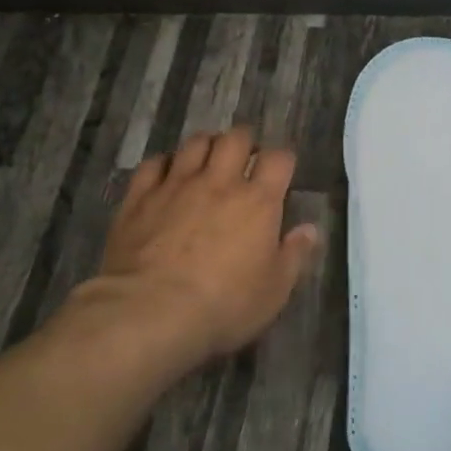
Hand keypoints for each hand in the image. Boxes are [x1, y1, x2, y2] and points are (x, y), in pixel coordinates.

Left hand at [78, 127, 318, 369]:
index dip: (283, 160)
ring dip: (206, 145)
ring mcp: (177, 185)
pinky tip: (167, 174)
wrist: (151, 311)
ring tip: (208, 160)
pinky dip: (164, 163)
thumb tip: (310, 229)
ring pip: (195, 143)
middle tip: (245, 158)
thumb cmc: (224, 304)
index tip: (282, 171)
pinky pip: (153, 163)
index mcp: (258, 201)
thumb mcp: (275, 290)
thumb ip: (295, 255)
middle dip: (245, 142)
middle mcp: (220, 182)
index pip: (279, 159)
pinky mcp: (140, 197)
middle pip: (236, 139)